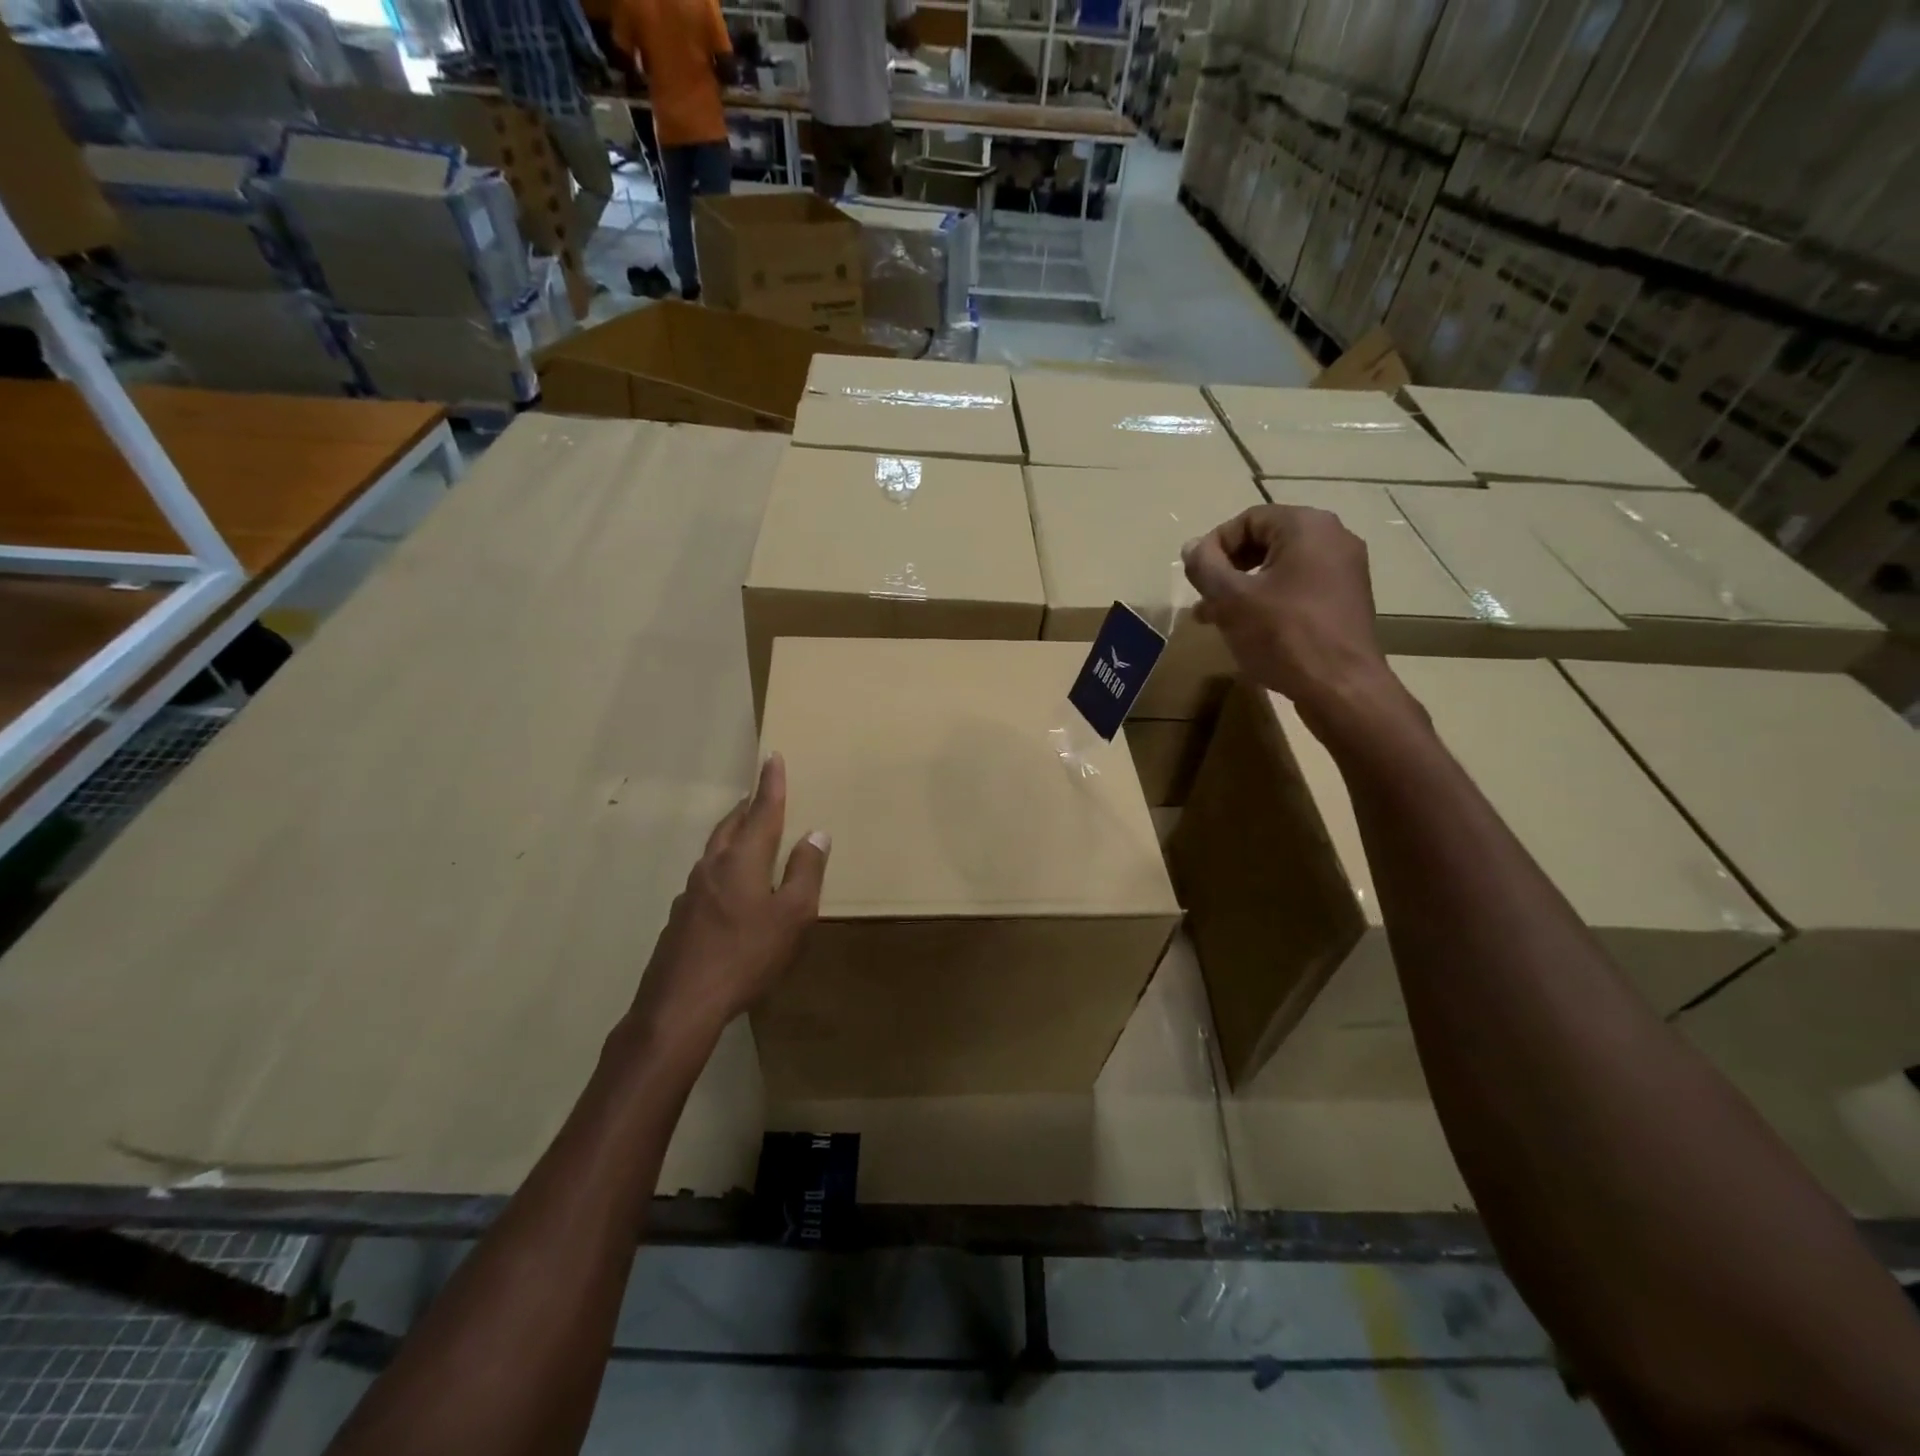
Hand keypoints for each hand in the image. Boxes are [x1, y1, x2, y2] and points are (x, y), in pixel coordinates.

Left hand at [624, 753, 828, 1050]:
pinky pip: (706, 877)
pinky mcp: (680, 917)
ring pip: (715, 850)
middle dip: (748, 806)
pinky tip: (728, 888)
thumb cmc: (746, 955)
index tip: (771, 756)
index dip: (770, 784)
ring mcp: (691, 892)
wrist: (681, 1004)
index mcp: (742, 860)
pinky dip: (722, 866)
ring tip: (747, 833)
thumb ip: (806, 873)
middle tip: (760, 794)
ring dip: (732, 833)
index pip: (762, 811)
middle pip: (731, 825)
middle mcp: (713, 867)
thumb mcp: (792, 916)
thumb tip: (816, 833)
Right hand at [1180, 505, 1395, 725]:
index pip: (1248, 519)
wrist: (1340, 688)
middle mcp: (1333, 539)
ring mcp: (1344, 571)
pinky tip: (1249, 630)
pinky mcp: (1346, 601)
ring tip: (1215, 619)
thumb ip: (1205, 567)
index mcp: (1307, 527)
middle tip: (1203, 599)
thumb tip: (1191, 547)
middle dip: (1227, 570)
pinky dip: (1269, 601)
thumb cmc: (1283, 635)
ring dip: (1243, 589)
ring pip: (1280, 569)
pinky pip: (1298, 589)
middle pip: (1265, 542)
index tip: (1195, 577)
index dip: (1214, 546)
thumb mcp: (1231, 599)